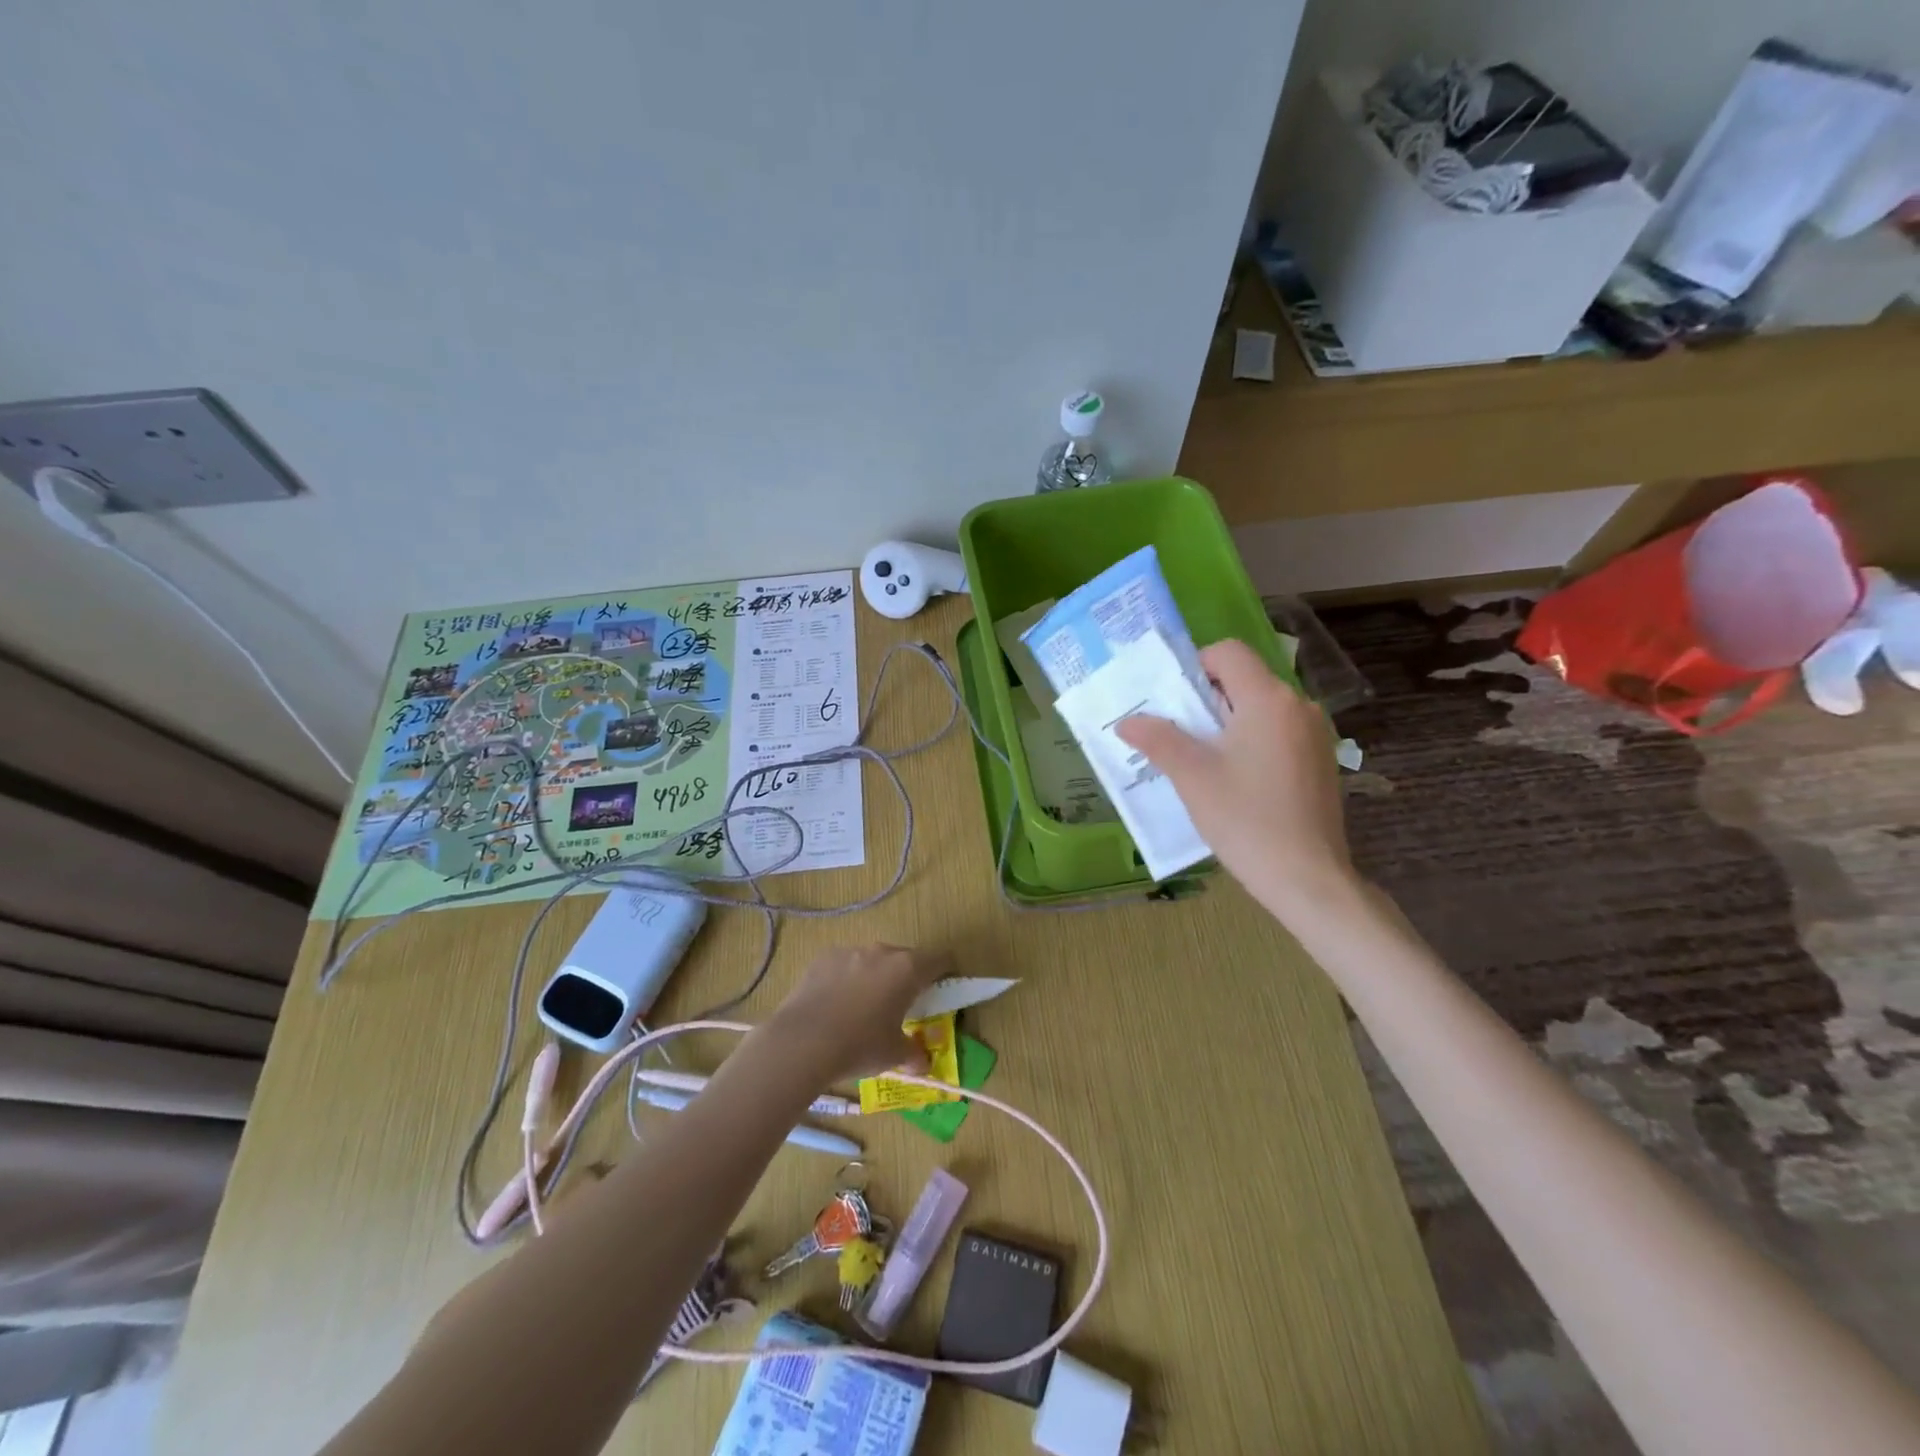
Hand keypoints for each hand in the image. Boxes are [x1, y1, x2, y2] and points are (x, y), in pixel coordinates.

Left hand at [762, 944, 952, 1085]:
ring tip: (864, 1006)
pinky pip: (845, 964)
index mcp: (908, 969)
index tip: (943, 986)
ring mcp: (850, 951)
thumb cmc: (859, 1045)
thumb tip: (922, 1063)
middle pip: (905, 957)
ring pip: (873, 959)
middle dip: (908, 976)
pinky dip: (847, 978)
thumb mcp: (894, 1055)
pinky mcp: (823, 958)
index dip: (946, 971)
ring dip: (876, 976)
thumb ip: (914, 1054)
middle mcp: (882, 952)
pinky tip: (835, 1004)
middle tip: (902, 1003)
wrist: (802, 1042)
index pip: (940, 959)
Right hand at [1117, 639, 1357, 922]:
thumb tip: (1126, 721)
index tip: (1174, 702)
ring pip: (1263, 708)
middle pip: (1246, 679)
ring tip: (1204, 761)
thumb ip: (1158, 739)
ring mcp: (1316, 734)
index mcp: (1268, 700)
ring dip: (1230, 722)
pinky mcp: (1322, 761)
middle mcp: (1299, 706)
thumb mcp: (1192, 777)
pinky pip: (1280, 733)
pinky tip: (1238, 781)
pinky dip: (1254, 741)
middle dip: (1208, 699)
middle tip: (1179, 734)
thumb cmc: (1246, 819)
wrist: (1308, 878)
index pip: (1229, 652)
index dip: (1196, 665)